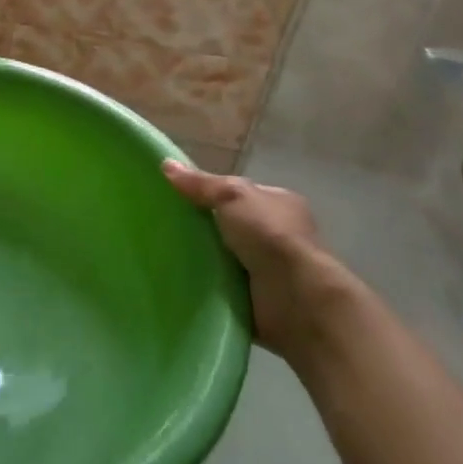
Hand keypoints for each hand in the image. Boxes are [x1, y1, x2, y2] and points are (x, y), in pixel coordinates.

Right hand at [163, 160, 354, 356]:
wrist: (296, 298)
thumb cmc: (269, 235)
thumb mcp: (232, 195)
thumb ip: (200, 183)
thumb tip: (166, 164)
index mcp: (279, 203)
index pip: (240, 194)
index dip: (212, 193)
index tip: (180, 198)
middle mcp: (278, 234)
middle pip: (231, 226)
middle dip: (205, 228)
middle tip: (167, 227)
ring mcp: (271, 269)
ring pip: (226, 257)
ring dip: (204, 259)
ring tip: (166, 254)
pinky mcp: (259, 299)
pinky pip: (225, 287)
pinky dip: (208, 286)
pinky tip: (181, 281)